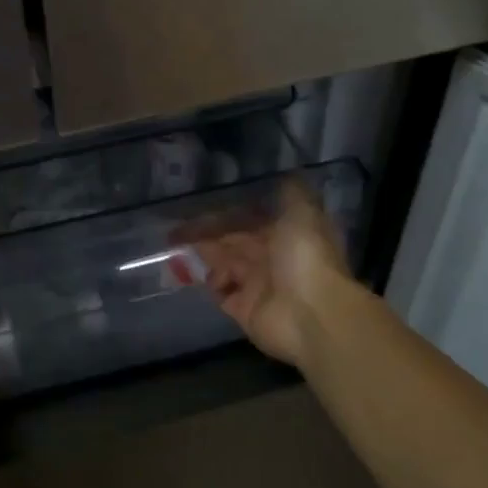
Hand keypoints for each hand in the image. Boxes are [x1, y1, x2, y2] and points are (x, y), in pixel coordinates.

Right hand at [193, 180, 352, 368]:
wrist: (312, 314)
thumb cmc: (305, 257)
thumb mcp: (302, 213)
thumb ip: (291, 193)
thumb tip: (286, 173)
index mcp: (285, 234)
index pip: (249, 219)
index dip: (226, 212)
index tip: (199, 204)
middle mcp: (271, 258)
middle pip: (233, 242)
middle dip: (208, 234)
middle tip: (176, 228)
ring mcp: (257, 285)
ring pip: (224, 264)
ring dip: (204, 255)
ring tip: (178, 248)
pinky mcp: (244, 310)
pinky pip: (221, 293)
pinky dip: (209, 283)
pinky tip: (192, 272)